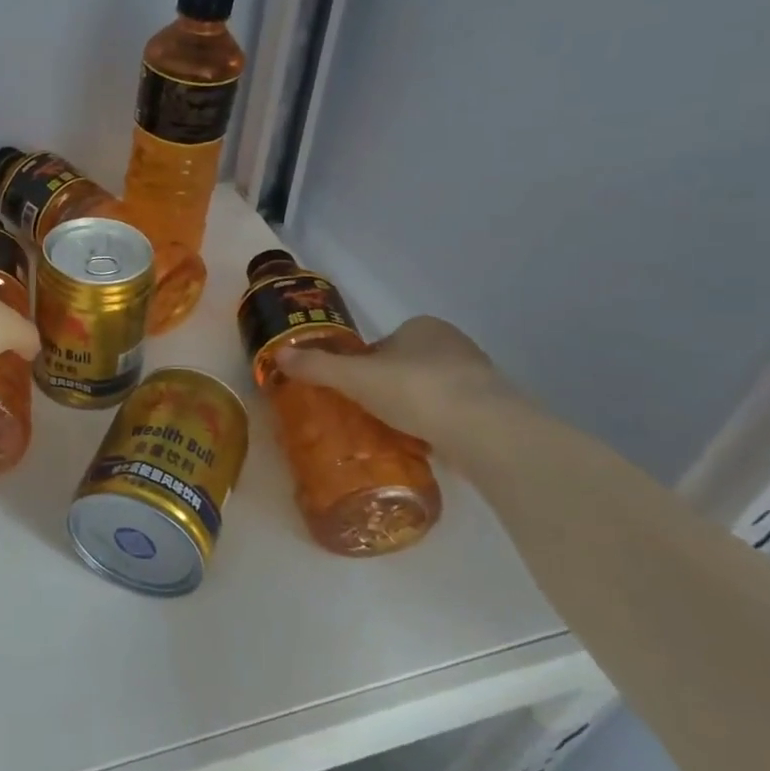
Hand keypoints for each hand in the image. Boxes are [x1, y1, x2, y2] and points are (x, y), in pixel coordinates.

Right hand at [275, 316, 512, 445]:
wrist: (485, 430)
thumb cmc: (416, 390)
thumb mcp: (355, 378)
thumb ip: (317, 366)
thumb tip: (277, 353)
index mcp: (422, 326)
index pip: (381, 344)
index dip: (362, 366)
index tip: (351, 391)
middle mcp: (453, 344)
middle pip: (405, 365)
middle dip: (387, 387)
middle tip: (365, 415)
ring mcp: (477, 376)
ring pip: (430, 390)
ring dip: (412, 407)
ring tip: (390, 433)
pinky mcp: (493, 408)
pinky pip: (451, 414)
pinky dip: (435, 425)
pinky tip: (421, 444)